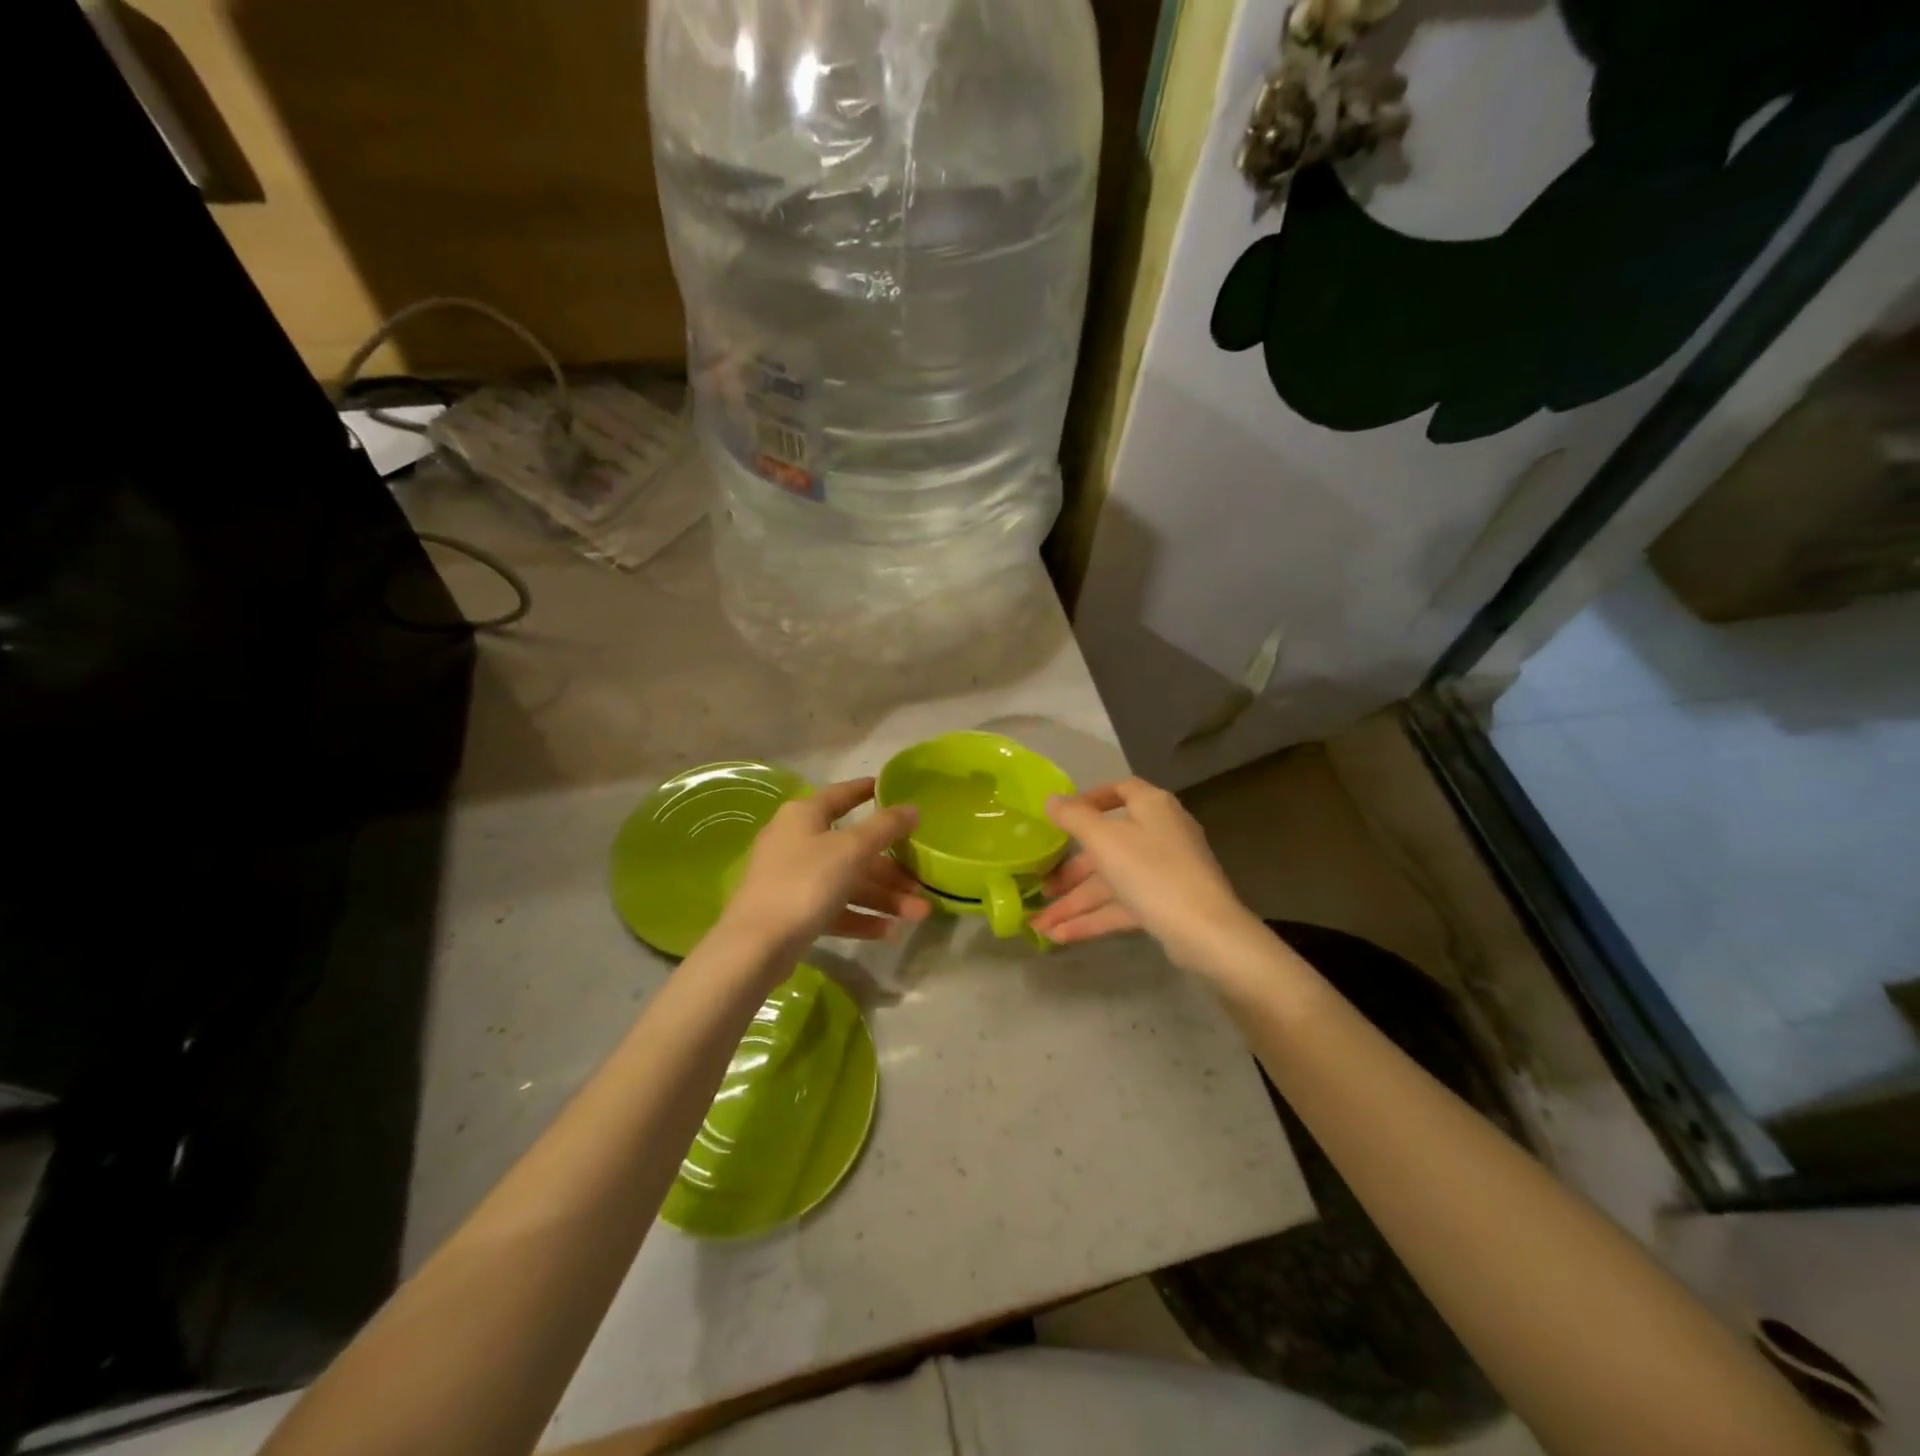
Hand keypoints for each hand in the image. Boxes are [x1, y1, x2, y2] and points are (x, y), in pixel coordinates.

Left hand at [718, 778, 929, 955]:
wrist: (756, 945)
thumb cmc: (805, 882)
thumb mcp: (851, 849)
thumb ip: (885, 827)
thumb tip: (911, 807)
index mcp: (804, 815)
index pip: (840, 794)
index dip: (866, 791)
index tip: (892, 790)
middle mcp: (796, 841)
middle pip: (852, 847)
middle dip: (890, 868)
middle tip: (922, 881)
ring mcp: (793, 878)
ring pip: (847, 881)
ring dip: (883, 896)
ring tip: (918, 914)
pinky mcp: (793, 912)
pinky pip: (835, 908)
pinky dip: (861, 916)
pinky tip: (890, 931)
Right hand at [1030, 777, 1258, 970]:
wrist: (1206, 932)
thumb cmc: (1151, 872)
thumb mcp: (1104, 840)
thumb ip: (1073, 817)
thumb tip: (1051, 800)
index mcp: (1151, 807)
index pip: (1120, 791)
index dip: (1088, 800)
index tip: (1060, 817)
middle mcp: (1160, 834)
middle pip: (1107, 845)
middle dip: (1070, 871)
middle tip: (1041, 887)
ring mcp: (1164, 872)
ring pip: (1111, 882)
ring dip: (1075, 903)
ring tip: (1041, 924)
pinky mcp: (1165, 904)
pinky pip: (1122, 905)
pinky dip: (1093, 918)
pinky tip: (1061, 936)